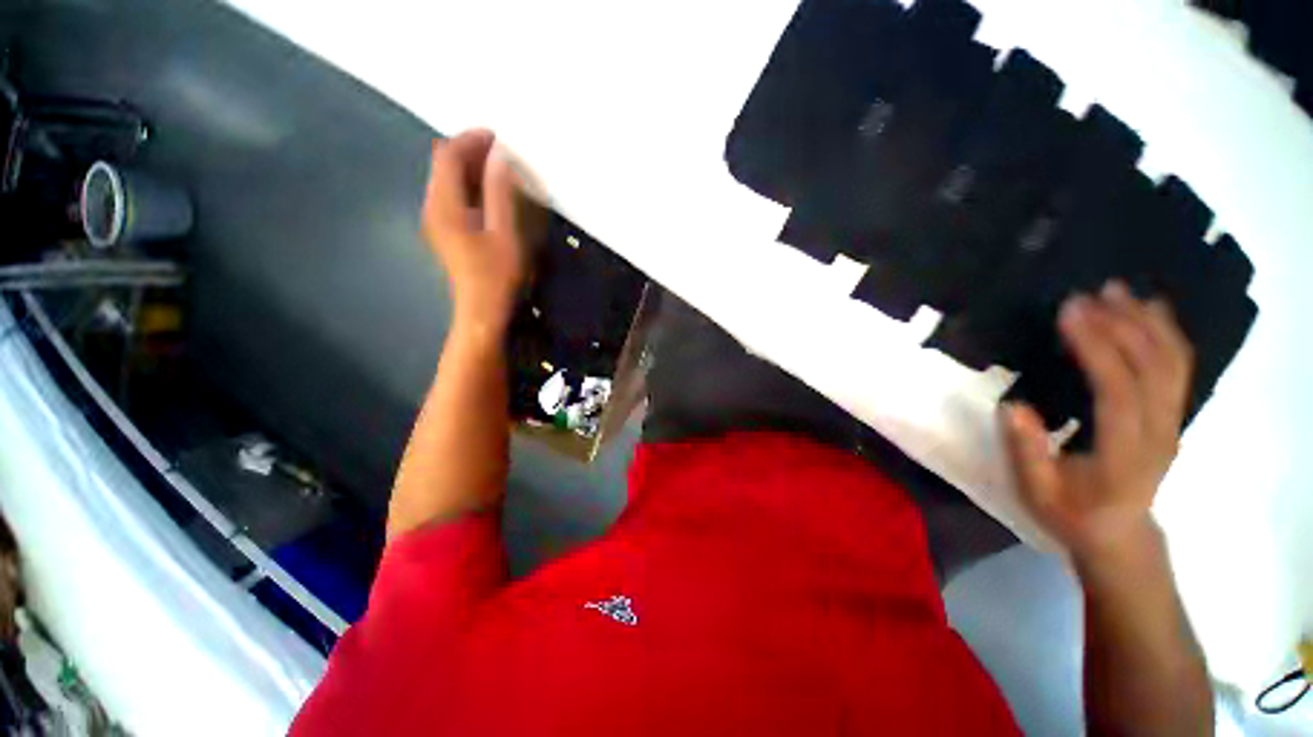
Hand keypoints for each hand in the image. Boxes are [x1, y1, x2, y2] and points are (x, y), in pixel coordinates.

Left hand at [422, 129, 524, 335]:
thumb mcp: (504, 233)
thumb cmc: (496, 274)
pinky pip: (451, 196)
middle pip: (442, 165)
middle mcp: (432, 207)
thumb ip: (499, 194)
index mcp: (444, 205)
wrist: (481, 310)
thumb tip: (499, 159)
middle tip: (499, 150)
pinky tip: (487, 193)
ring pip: (446, 181)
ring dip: (469, 169)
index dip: (469, 141)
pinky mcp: (444, 232)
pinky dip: (468, 186)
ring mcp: (436, 221)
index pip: (447, 157)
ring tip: (497, 168)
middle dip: (468, 151)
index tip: (496, 136)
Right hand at [1001, 281, 1194, 567]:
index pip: (1118, 390)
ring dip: (1148, 322)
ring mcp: (1171, 422)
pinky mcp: (1171, 416)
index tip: (1069, 313)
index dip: (1097, 348)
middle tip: (1089, 295)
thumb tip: (1012, 406)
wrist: (1119, 535)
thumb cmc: (1072, 513)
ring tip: (1119, 291)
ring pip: (1172, 363)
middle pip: (1154, 368)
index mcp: (1124, 453)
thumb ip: (1027, 451)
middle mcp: (1158, 432)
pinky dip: (1167, 334)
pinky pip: (1178, 369)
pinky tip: (1151, 311)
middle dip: (1123, 325)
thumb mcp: (1038, 491)